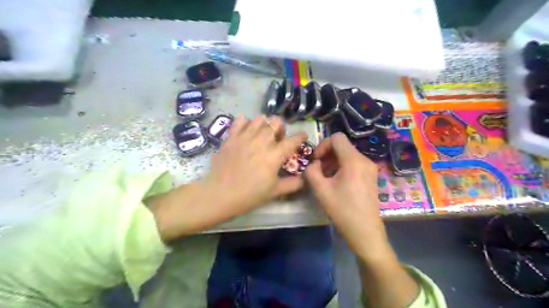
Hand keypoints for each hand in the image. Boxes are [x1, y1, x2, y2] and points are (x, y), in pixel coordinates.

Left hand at [206, 114, 307, 212]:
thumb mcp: (275, 192)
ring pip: (260, 118)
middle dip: (281, 129)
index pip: (293, 140)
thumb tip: (305, 179)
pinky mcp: (231, 137)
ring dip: (265, 124)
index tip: (303, 136)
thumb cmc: (250, 195)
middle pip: (276, 123)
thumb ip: (293, 184)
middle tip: (278, 139)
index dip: (301, 136)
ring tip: (263, 134)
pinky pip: (240, 120)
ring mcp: (245, 137)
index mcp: (274, 155)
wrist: (220, 194)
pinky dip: (246, 122)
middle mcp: (261, 141)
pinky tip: (247, 131)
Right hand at [304, 134, 389, 260]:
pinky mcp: (371, 176)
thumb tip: (314, 164)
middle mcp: (365, 160)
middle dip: (327, 155)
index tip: (316, 161)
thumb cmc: (342, 210)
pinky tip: (336, 183)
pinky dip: (342, 167)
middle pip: (342, 146)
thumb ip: (311, 171)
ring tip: (325, 178)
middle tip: (318, 170)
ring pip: (348, 155)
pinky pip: (354, 164)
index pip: (337, 138)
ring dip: (333, 162)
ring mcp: (370, 168)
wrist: (365, 231)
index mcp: (353, 160)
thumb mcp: (320, 190)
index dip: (322, 145)